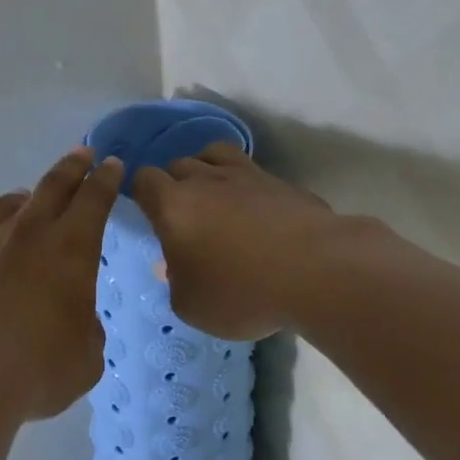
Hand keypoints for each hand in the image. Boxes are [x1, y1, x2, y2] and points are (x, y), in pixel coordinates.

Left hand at [0, 148, 124, 419]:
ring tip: (24, 202)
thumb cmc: (40, 365)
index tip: (112, 165)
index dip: (106, 179)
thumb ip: (85, 330)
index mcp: (71, 247)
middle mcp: (26, 233)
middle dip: (70, 168)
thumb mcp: (86, 355)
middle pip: (52, 186)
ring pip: (3, 206)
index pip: (95, 199)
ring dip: (20, 201)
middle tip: (81, 155)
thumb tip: (74, 321)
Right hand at [131, 143, 339, 340]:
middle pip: (178, 164)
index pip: (144, 180)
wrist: (317, 272)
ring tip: (214, 195)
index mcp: (173, 206)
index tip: (148, 212)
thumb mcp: (192, 306)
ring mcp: (246, 175)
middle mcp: (205, 180)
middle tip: (183, 214)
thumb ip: (175, 282)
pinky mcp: (281, 182)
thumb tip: (174, 266)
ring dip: (207, 169)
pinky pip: (252, 171)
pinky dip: (245, 183)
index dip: (141, 192)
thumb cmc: (242, 293)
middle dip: (174, 183)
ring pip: (214, 153)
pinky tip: (254, 207)